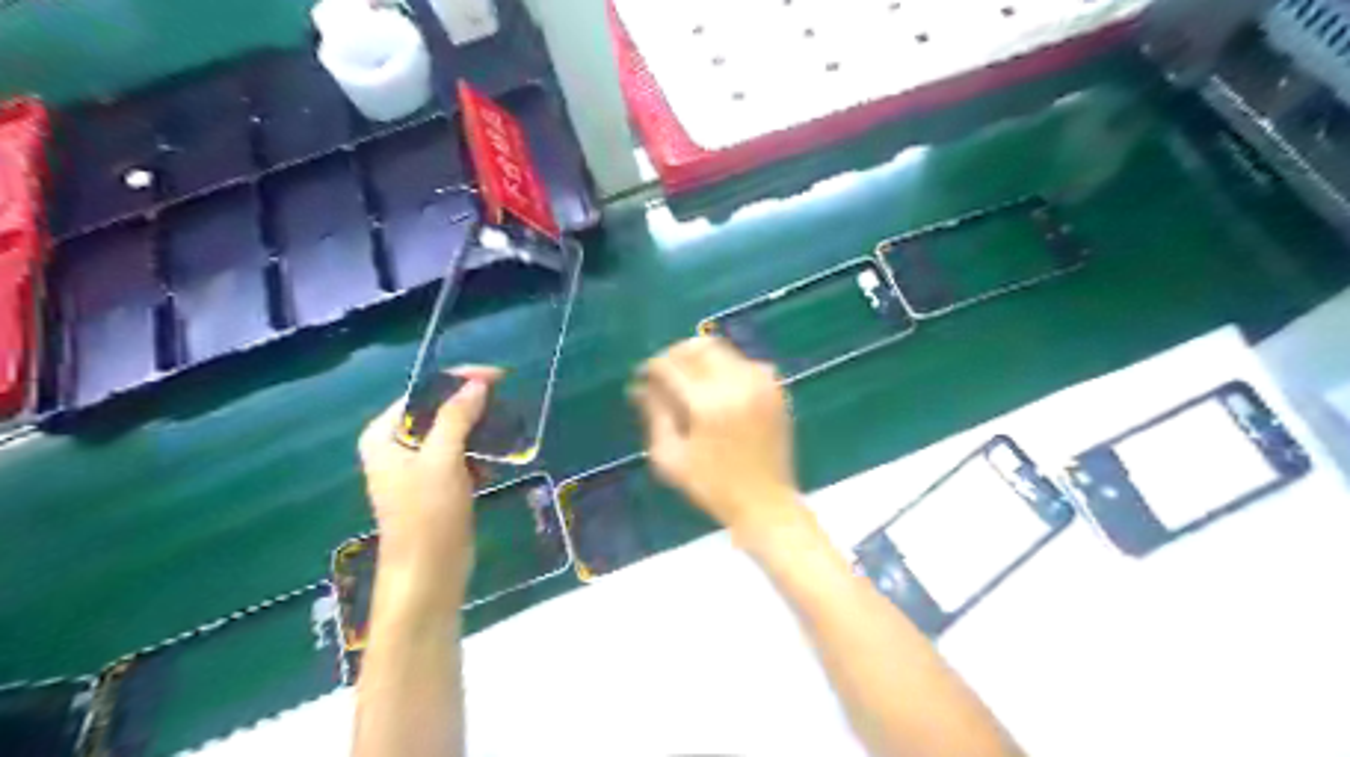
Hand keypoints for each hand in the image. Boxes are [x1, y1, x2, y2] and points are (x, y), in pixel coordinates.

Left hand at [357, 366, 499, 615]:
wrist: (429, 575)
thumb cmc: (428, 516)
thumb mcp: (442, 460)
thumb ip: (457, 417)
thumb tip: (477, 384)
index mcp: (384, 434)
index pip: (424, 392)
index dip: (460, 380)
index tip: (499, 377)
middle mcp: (395, 445)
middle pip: (438, 410)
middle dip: (473, 406)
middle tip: (506, 404)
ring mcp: (415, 467)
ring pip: (452, 433)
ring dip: (479, 432)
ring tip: (505, 433)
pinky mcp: (435, 485)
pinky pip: (459, 456)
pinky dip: (477, 455)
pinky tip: (493, 465)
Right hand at [631, 336, 805, 543]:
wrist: (765, 502)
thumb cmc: (712, 487)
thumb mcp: (671, 457)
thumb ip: (655, 415)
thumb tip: (640, 387)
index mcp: (708, 403)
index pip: (671, 366)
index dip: (651, 368)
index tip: (642, 379)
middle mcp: (737, 383)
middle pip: (698, 347)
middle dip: (676, 355)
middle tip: (664, 375)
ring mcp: (761, 383)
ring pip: (722, 350)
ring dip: (700, 359)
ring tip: (689, 382)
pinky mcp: (775, 389)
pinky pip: (744, 362)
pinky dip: (725, 368)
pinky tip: (717, 390)